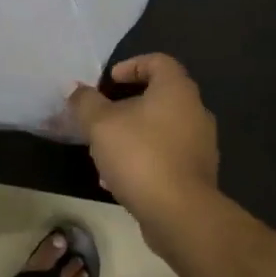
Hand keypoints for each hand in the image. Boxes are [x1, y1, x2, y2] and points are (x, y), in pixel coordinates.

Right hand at [65, 54, 218, 239]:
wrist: (181, 215)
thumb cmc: (140, 155)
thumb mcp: (100, 124)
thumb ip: (85, 102)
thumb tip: (75, 89)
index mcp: (176, 90)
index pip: (158, 61)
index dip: (131, 66)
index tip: (108, 82)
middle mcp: (195, 111)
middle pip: (158, 96)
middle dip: (125, 106)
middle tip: (101, 117)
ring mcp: (200, 145)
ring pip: (160, 129)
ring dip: (132, 135)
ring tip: (104, 152)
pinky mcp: (197, 175)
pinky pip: (166, 156)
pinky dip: (143, 159)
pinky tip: (118, 180)